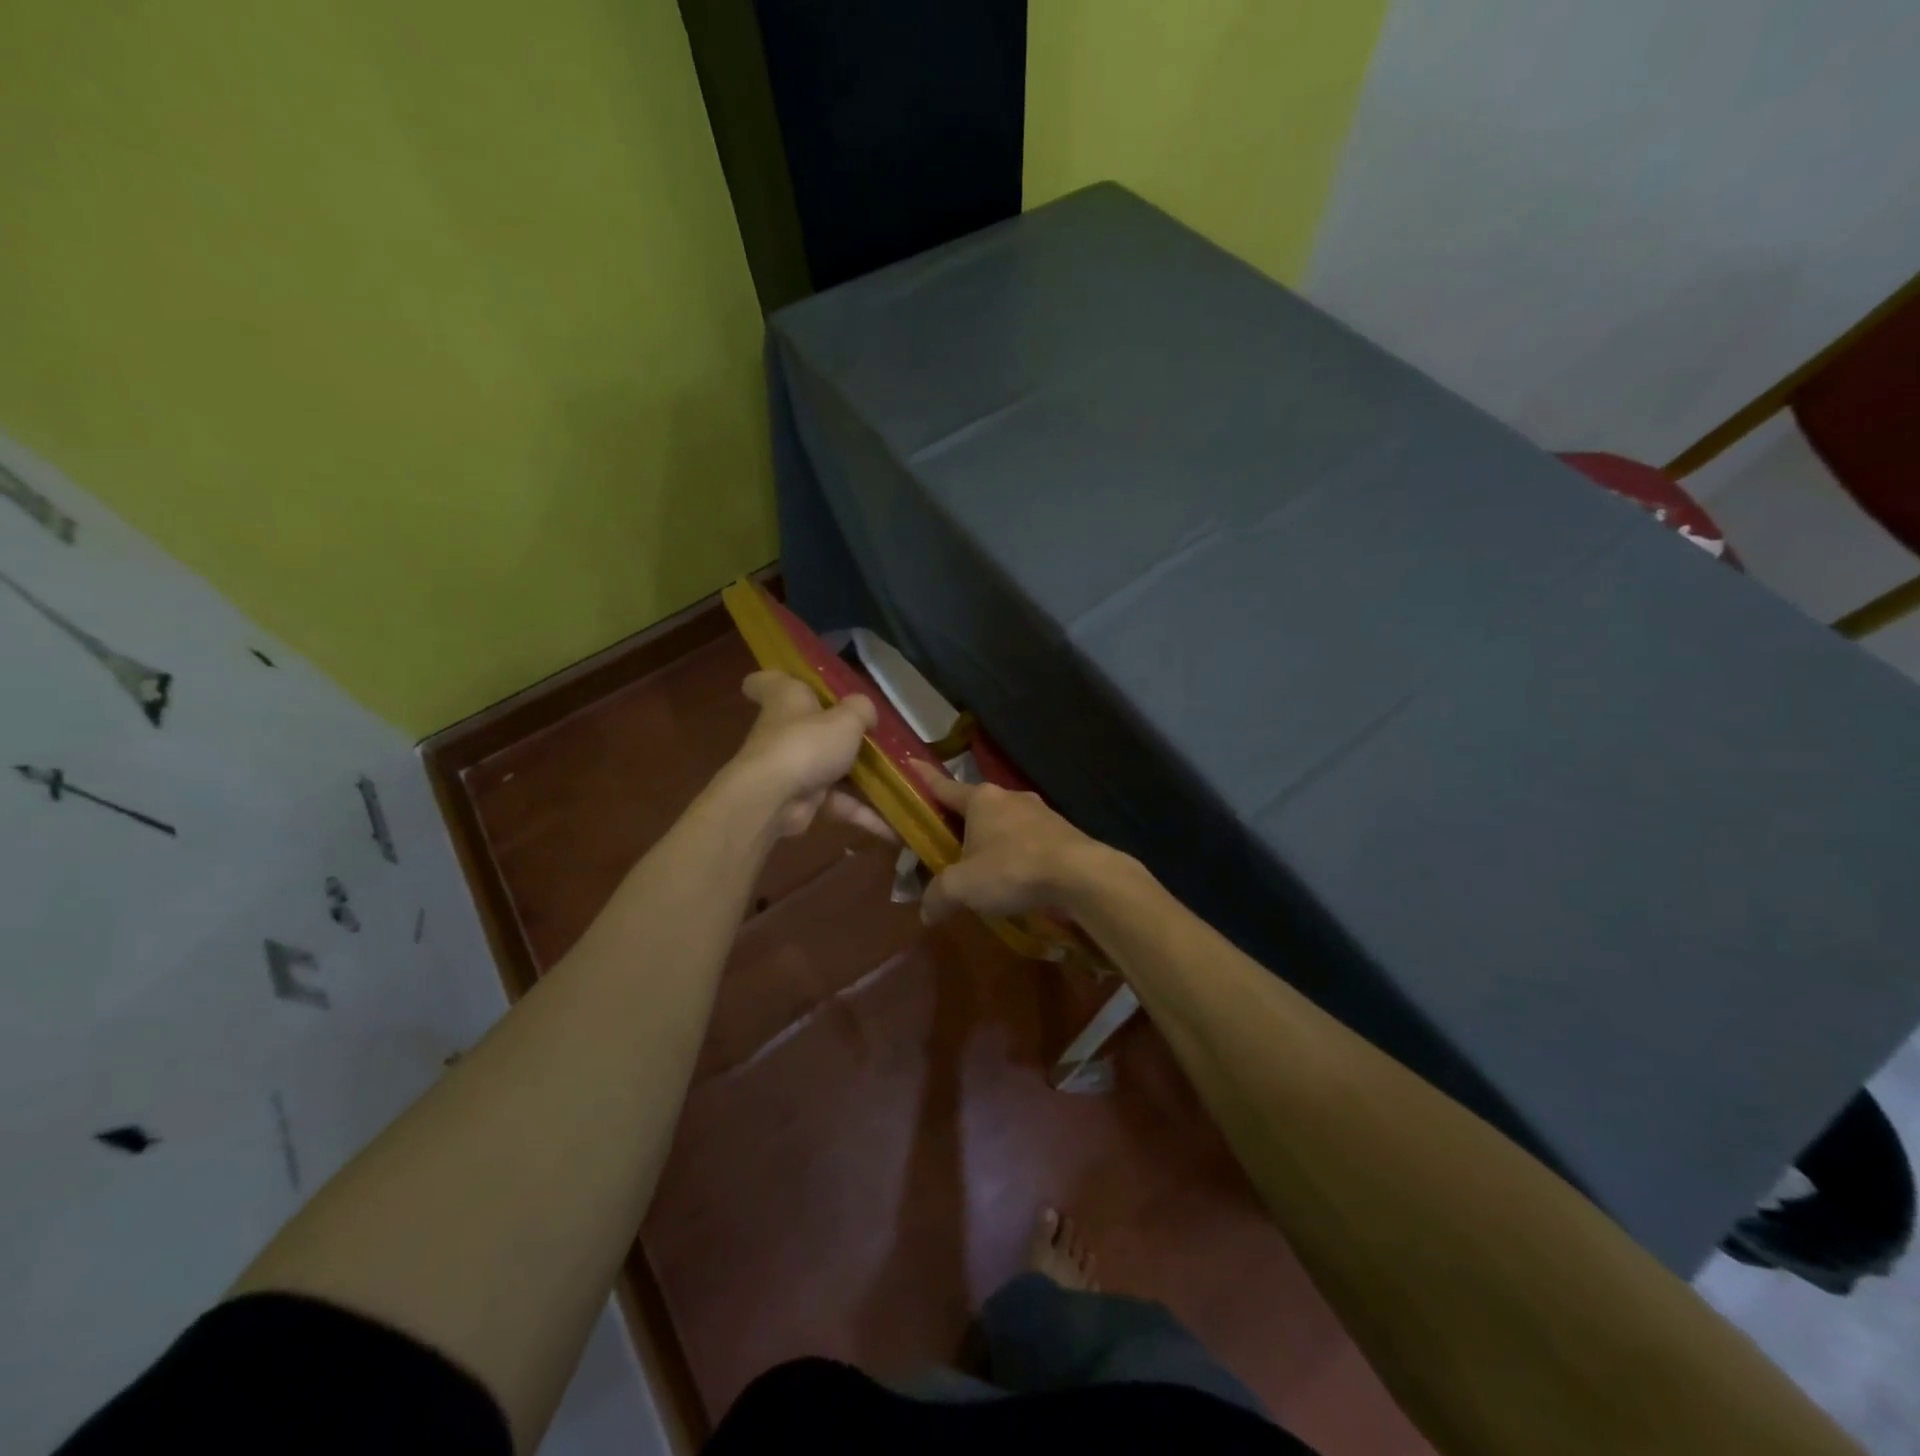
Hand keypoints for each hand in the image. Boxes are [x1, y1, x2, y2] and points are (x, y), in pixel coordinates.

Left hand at [726, 672, 889, 839]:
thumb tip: (866, 712)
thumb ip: (862, 710)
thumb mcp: (847, 718)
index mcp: (787, 698)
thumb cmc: (807, 743)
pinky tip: (892, 826)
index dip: (778, 678)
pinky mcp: (801, 799)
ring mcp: (792, 767)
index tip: (796, 682)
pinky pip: (837, 803)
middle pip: (808, 726)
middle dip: (837, 732)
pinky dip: (862, 814)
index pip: (769, 681)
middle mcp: (785, 730)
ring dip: (860, 778)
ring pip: (829, 767)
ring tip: (897, 781)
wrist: (774, 798)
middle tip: (873, 735)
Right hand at [911, 762, 1107, 924]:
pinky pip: (1028, 840)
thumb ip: (938, 896)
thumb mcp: (963, 887)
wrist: (1080, 875)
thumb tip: (926, 912)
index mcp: (981, 799)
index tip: (911, 763)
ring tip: (983, 869)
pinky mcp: (1061, 832)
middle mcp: (1009, 797)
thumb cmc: (1012, 868)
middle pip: (974, 807)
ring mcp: (1039, 812)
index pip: (942, 786)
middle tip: (945, 844)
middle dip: (959, 824)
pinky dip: (1016, 855)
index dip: (924, 778)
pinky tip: (1016, 878)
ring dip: (991, 842)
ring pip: (1004, 824)